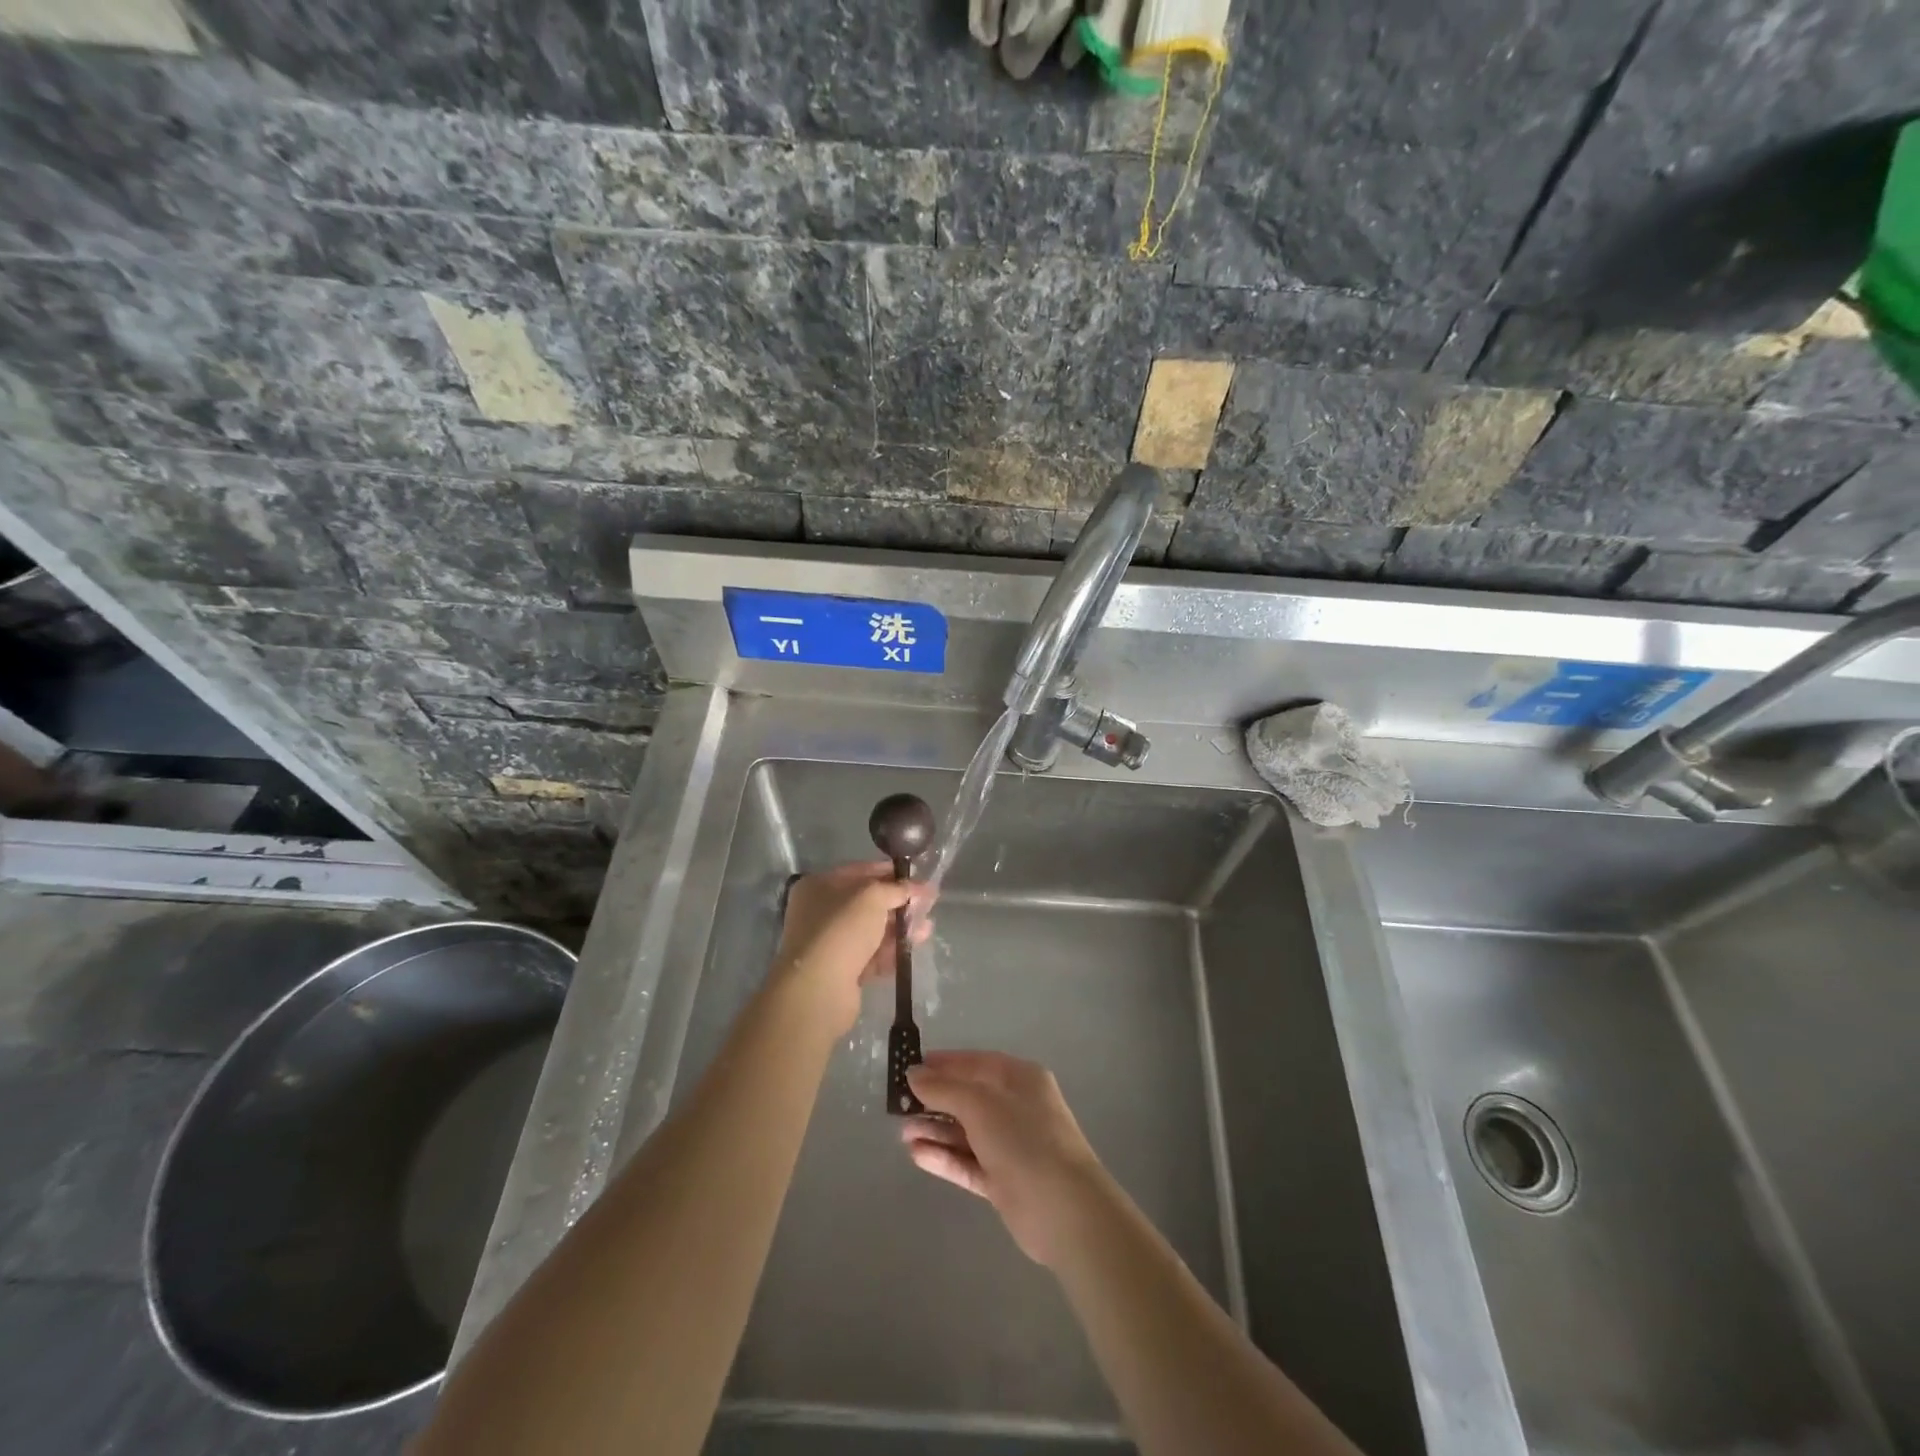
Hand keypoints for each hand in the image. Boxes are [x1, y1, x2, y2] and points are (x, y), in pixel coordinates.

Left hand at [774, 862, 931, 1035]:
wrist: (819, 988)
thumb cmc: (842, 929)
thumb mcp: (873, 897)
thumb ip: (897, 888)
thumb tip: (916, 887)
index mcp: (819, 886)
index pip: (860, 872)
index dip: (890, 873)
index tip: (917, 877)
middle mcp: (820, 912)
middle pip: (867, 903)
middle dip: (898, 903)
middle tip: (927, 904)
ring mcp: (829, 944)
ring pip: (871, 931)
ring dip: (899, 928)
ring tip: (927, 928)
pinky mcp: (840, 972)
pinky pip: (871, 956)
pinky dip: (891, 951)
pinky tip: (913, 948)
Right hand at [902, 1051, 1109, 1266]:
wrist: (1064, 1210)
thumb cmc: (1023, 1139)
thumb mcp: (980, 1104)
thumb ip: (944, 1088)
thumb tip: (914, 1074)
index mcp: (1020, 1078)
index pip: (975, 1063)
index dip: (943, 1064)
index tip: (910, 1067)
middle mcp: (1017, 1107)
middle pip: (969, 1097)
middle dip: (935, 1100)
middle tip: (898, 1105)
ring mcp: (1011, 1145)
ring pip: (966, 1132)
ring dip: (935, 1130)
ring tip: (901, 1132)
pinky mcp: (1003, 1180)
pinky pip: (968, 1162)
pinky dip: (944, 1157)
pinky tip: (916, 1154)